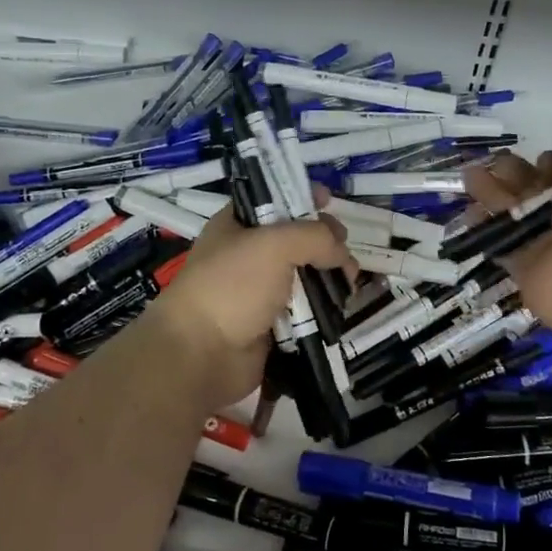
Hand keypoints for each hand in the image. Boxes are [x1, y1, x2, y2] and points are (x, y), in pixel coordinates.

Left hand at [148, 201, 351, 411]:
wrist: (202, 355)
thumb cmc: (232, 286)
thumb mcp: (275, 245)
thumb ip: (316, 237)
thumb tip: (341, 254)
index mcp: (237, 225)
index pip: (274, 199)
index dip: (301, 195)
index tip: (329, 201)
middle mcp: (247, 254)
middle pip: (295, 238)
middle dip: (325, 241)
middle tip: (344, 250)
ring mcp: (259, 291)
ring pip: (304, 274)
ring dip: (329, 276)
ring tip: (349, 282)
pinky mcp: (271, 324)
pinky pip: (304, 308)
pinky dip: (323, 306)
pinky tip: (340, 306)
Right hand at [462, 132, 551, 336]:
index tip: (547, 158)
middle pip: (539, 187)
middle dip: (518, 171)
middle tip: (500, 161)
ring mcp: (549, 241)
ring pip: (516, 209)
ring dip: (493, 190)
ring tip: (471, 174)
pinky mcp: (524, 263)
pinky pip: (500, 239)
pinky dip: (484, 224)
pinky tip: (469, 208)